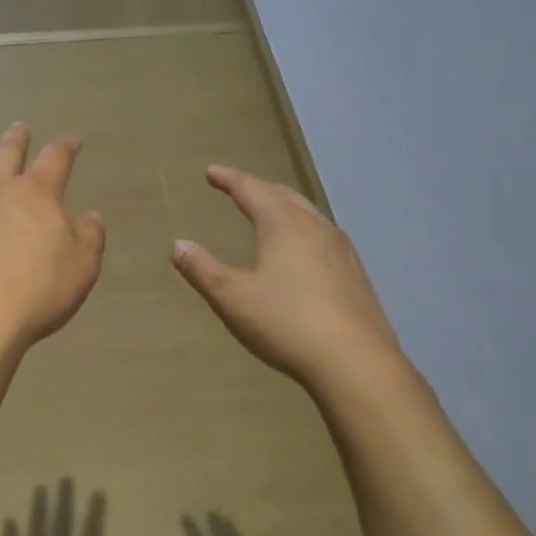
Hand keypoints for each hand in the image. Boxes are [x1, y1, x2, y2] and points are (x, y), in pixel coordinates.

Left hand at [0, 124, 106, 350]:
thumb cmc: (37, 292)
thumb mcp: (82, 267)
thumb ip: (90, 238)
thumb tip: (92, 217)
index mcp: (37, 193)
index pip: (55, 159)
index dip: (65, 148)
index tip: (72, 142)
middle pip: (7, 155)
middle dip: (16, 140)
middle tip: (19, 128)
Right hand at [171, 165, 401, 392]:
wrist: (356, 363)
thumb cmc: (287, 323)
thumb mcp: (232, 298)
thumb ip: (203, 269)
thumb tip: (178, 245)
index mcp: (283, 224)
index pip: (251, 190)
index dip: (229, 179)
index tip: (212, 172)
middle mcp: (315, 227)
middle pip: (283, 195)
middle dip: (258, 188)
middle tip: (239, 187)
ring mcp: (341, 250)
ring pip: (308, 214)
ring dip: (284, 207)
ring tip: (270, 212)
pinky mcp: (356, 274)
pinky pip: (324, 237)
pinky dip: (304, 230)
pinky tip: (305, 250)